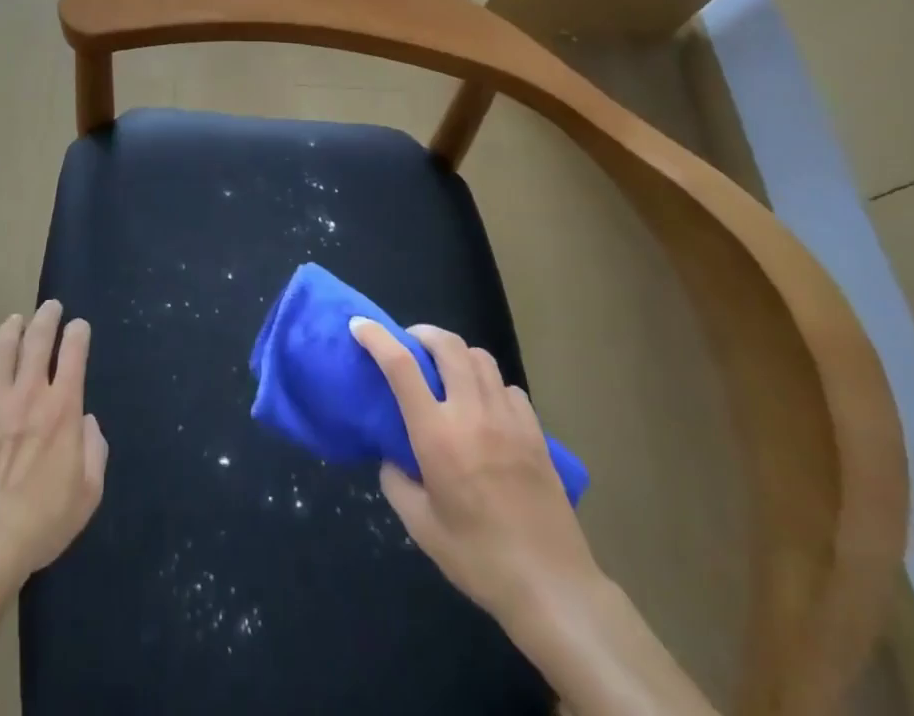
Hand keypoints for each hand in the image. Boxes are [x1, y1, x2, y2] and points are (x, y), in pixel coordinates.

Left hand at [0, 300, 107, 596]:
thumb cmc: (40, 523)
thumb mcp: (87, 495)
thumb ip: (96, 452)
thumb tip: (87, 422)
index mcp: (63, 408)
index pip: (74, 352)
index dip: (78, 333)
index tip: (79, 326)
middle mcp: (29, 393)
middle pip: (38, 338)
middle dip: (47, 317)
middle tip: (50, 307)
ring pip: (2, 349)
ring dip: (11, 330)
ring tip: (15, 322)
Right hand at [350, 317, 600, 644]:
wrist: (553, 587)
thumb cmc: (479, 559)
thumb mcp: (421, 527)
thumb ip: (396, 482)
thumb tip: (392, 456)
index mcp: (438, 435)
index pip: (401, 367)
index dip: (377, 337)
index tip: (360, 325)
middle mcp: (472, 413)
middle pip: (447, 345)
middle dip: (423, 333)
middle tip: (409, 345)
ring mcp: (508, 419)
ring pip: (480, 358)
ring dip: (456, 354)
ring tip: (446, 372)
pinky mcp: (535, 432)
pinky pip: (508, 387)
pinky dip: (489, 383)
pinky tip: (485, 406)